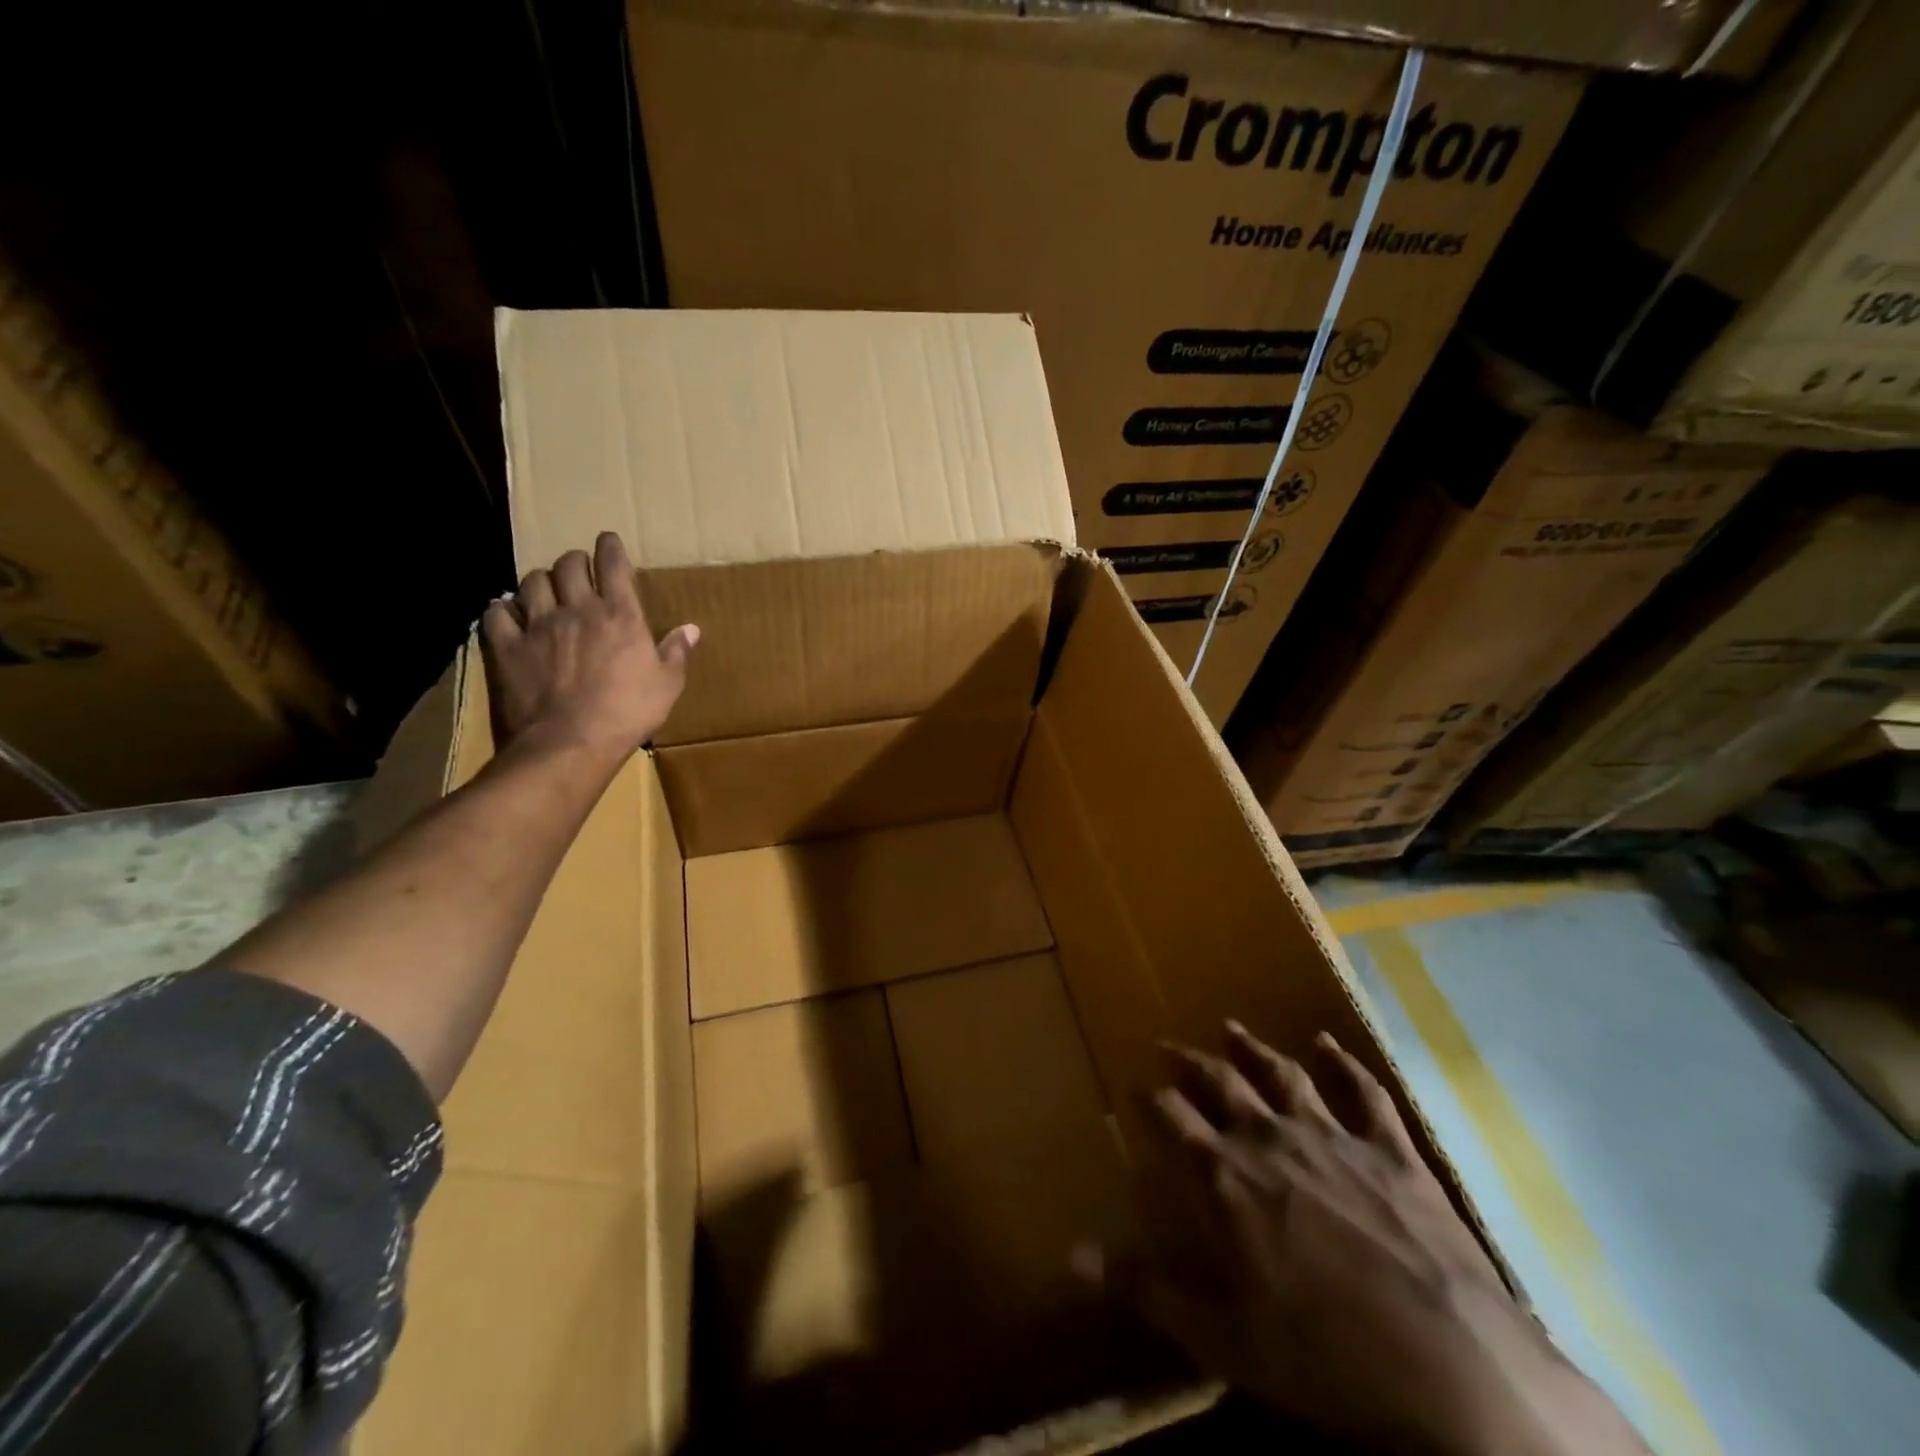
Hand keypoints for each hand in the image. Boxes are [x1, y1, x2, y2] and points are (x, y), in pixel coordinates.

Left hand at [479, 532, 697, 763]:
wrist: (570, 743)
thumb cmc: (628, 713)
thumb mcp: (667, 686)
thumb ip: (676, 653)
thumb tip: (691, 629)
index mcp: (620, 615)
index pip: (613, 564)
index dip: (610, 548)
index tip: (608, 541)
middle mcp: (577, 609)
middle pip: (568, 565)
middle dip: (574, 562)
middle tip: (579, 571)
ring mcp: (537, 625)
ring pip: (531, 582)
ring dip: (541, 582)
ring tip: (546, 592)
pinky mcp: (506, 647)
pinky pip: (496, 613)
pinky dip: (503, 609)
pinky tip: (510, 616)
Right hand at [1128, 1024, 1648, 1455]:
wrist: (1454, 1369)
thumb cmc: (1324, 1357)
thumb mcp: (1222, 1337)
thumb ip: (1145, 1288)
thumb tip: (1069, 1256)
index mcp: (1228, 1177)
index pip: (1172, 1118)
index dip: (1150, 1098)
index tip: (1134, 1085)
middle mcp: (1272, 1138)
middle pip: (1220, 1084)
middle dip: (1191, 1063)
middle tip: (1170, 1044)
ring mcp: (1335, 1137)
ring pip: (1282, 1075)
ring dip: (1253, 1049)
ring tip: (1231, 1028)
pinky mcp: (1393, 1150)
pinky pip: (1364, 1092)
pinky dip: (1343, 1063)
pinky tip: (1328, 1042)